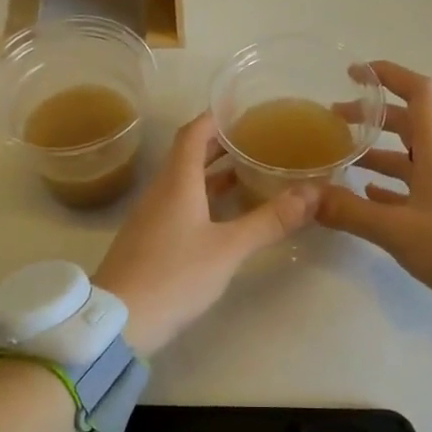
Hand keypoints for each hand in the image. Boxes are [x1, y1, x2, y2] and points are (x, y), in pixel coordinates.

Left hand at [95, 112, 321, 358]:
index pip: (194, 133)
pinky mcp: (149, 239)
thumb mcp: (228, 248)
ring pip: (184, 180)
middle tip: (255, 138)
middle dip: (220, 143)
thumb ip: (270, 220)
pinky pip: (179, 202)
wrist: (118, 322)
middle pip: (189, 154)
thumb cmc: (174, 275)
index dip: (216, 117)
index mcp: (177, 181)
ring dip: (213, 171)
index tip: (243, 109)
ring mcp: (152, 215)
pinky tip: (224, 213)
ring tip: (248, 171)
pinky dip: (204, 196)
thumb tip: (313, 192)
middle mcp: (161, 190)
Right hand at [318, 61, 431, 330]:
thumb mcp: (397, 229)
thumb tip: (306, 197)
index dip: (389, 75)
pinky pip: (412, 186)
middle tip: (332, 119)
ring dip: (375, 151)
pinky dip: (388, 184)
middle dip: (370, 116)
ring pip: (407, 156)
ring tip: (339, 156)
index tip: (355, 73)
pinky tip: (365, 194)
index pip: (419, 92)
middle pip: (406, 122)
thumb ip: (349, 211)